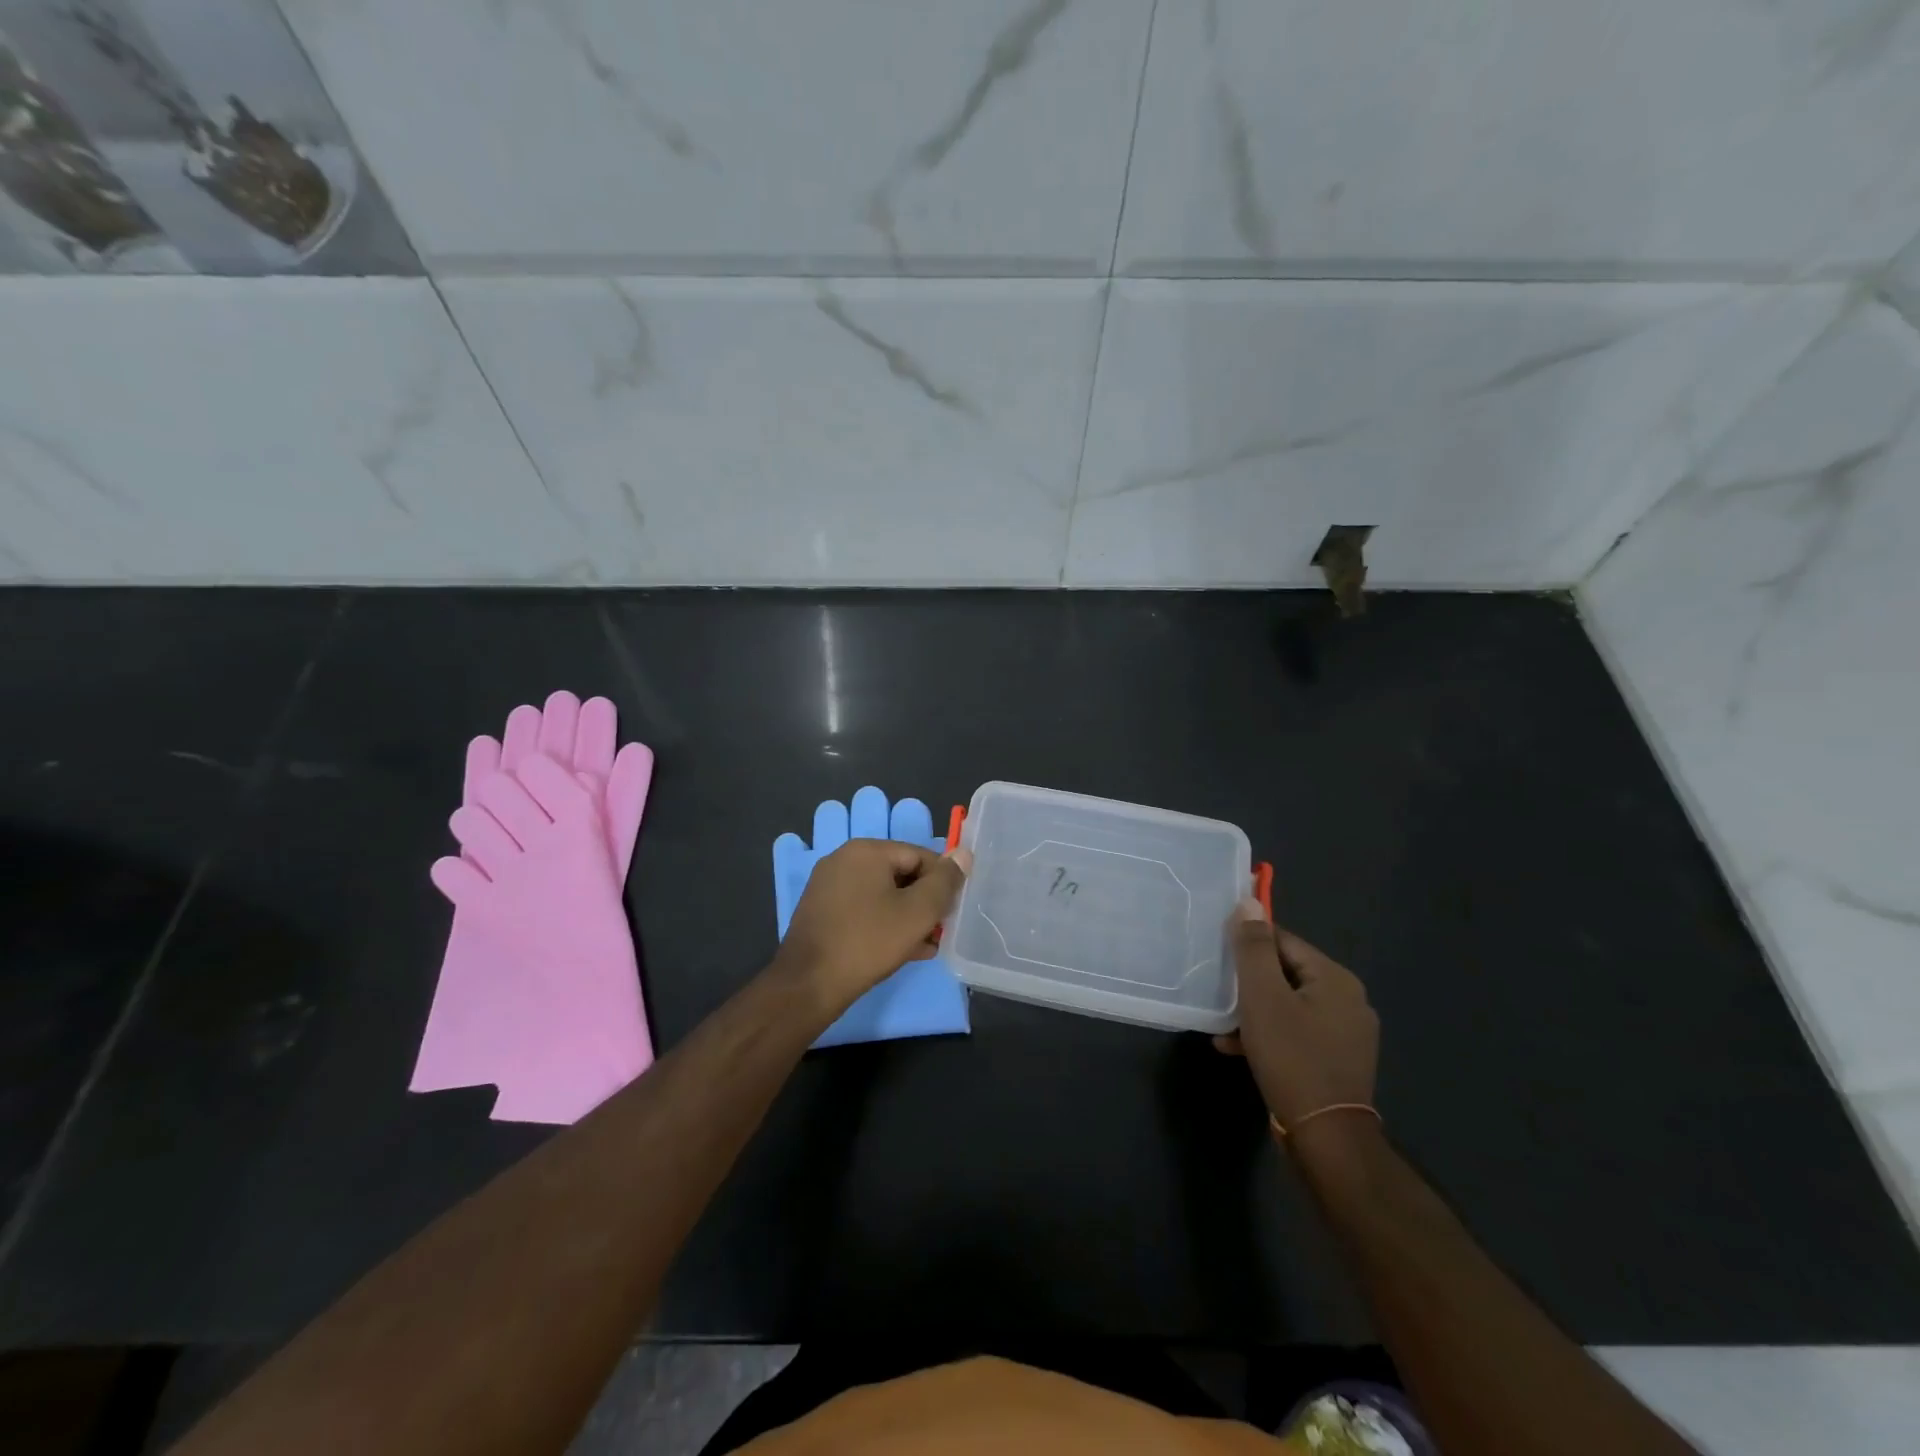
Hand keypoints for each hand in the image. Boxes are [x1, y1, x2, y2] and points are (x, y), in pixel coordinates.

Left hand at [774, 839, 967, 1013]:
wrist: (808, 985)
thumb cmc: (868, 942)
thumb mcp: (918, 912)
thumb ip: (945, 881)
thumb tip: (963, 854)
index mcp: (866, 850)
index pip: (920, 855)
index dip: (942, 883)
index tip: (951, 912)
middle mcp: (844, 859)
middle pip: (900, 874)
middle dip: (924, 903)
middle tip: (939, 932)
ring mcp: (828, 886)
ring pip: (882, 895)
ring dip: (906, 917)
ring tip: (924, 946)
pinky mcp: (821, 911)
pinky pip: (862, 909)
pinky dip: (883, 924)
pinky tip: (900, 951)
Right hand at [1215, 899, 1378, 1137]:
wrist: (1326, 1138)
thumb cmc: (1292, 1058)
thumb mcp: (1262, 997)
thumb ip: (1253, 948)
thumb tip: (1249, 902)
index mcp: (1336, 978)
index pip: (1283, 942)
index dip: (1248, 947)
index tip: (1219, 960)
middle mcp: (1349, 1000)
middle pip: (1286, 973)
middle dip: (1248, 983)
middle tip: (1218, 994)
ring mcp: (1347, 1034)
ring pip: (1288, 1005)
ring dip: (1254, 1011)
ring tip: (1222, 1026)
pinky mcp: (1338, 1061)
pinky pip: (1297, 1032)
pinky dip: (1270, 1034)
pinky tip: (1238, 1048)